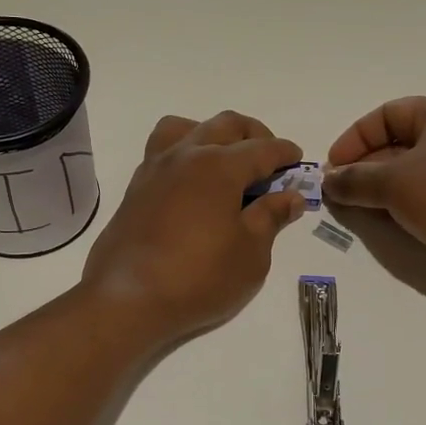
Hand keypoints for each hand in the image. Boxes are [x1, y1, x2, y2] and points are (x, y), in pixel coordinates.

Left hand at [82, 111, 309, 343]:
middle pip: (226, 125)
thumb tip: (290, 196)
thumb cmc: (199, 277)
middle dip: (254, 134)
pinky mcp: (136, 187)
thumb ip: (271, 217)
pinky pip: (163, 150)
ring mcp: (156, 167)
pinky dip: (185, 152)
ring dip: (213, 133)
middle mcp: (186, 155)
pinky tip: (194, 183)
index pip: (262, 149)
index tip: (298, 160)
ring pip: (187, 127)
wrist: (127, 299)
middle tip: (269, 159)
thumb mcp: (250, 254)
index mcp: (220, 166)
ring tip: (225, 160)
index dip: (285, 153)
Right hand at [324, 97, 425, 277]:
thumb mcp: (394, 184)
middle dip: (365, 167)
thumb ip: (355, 180)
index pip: (386, 114)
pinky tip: (389, 222)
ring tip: (359, 209)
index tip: (333, 167)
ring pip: (412, 171)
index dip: (354, 139)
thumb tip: (328, 181)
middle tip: (341, 192)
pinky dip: (405, 203)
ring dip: (382, 189)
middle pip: (398, 143)